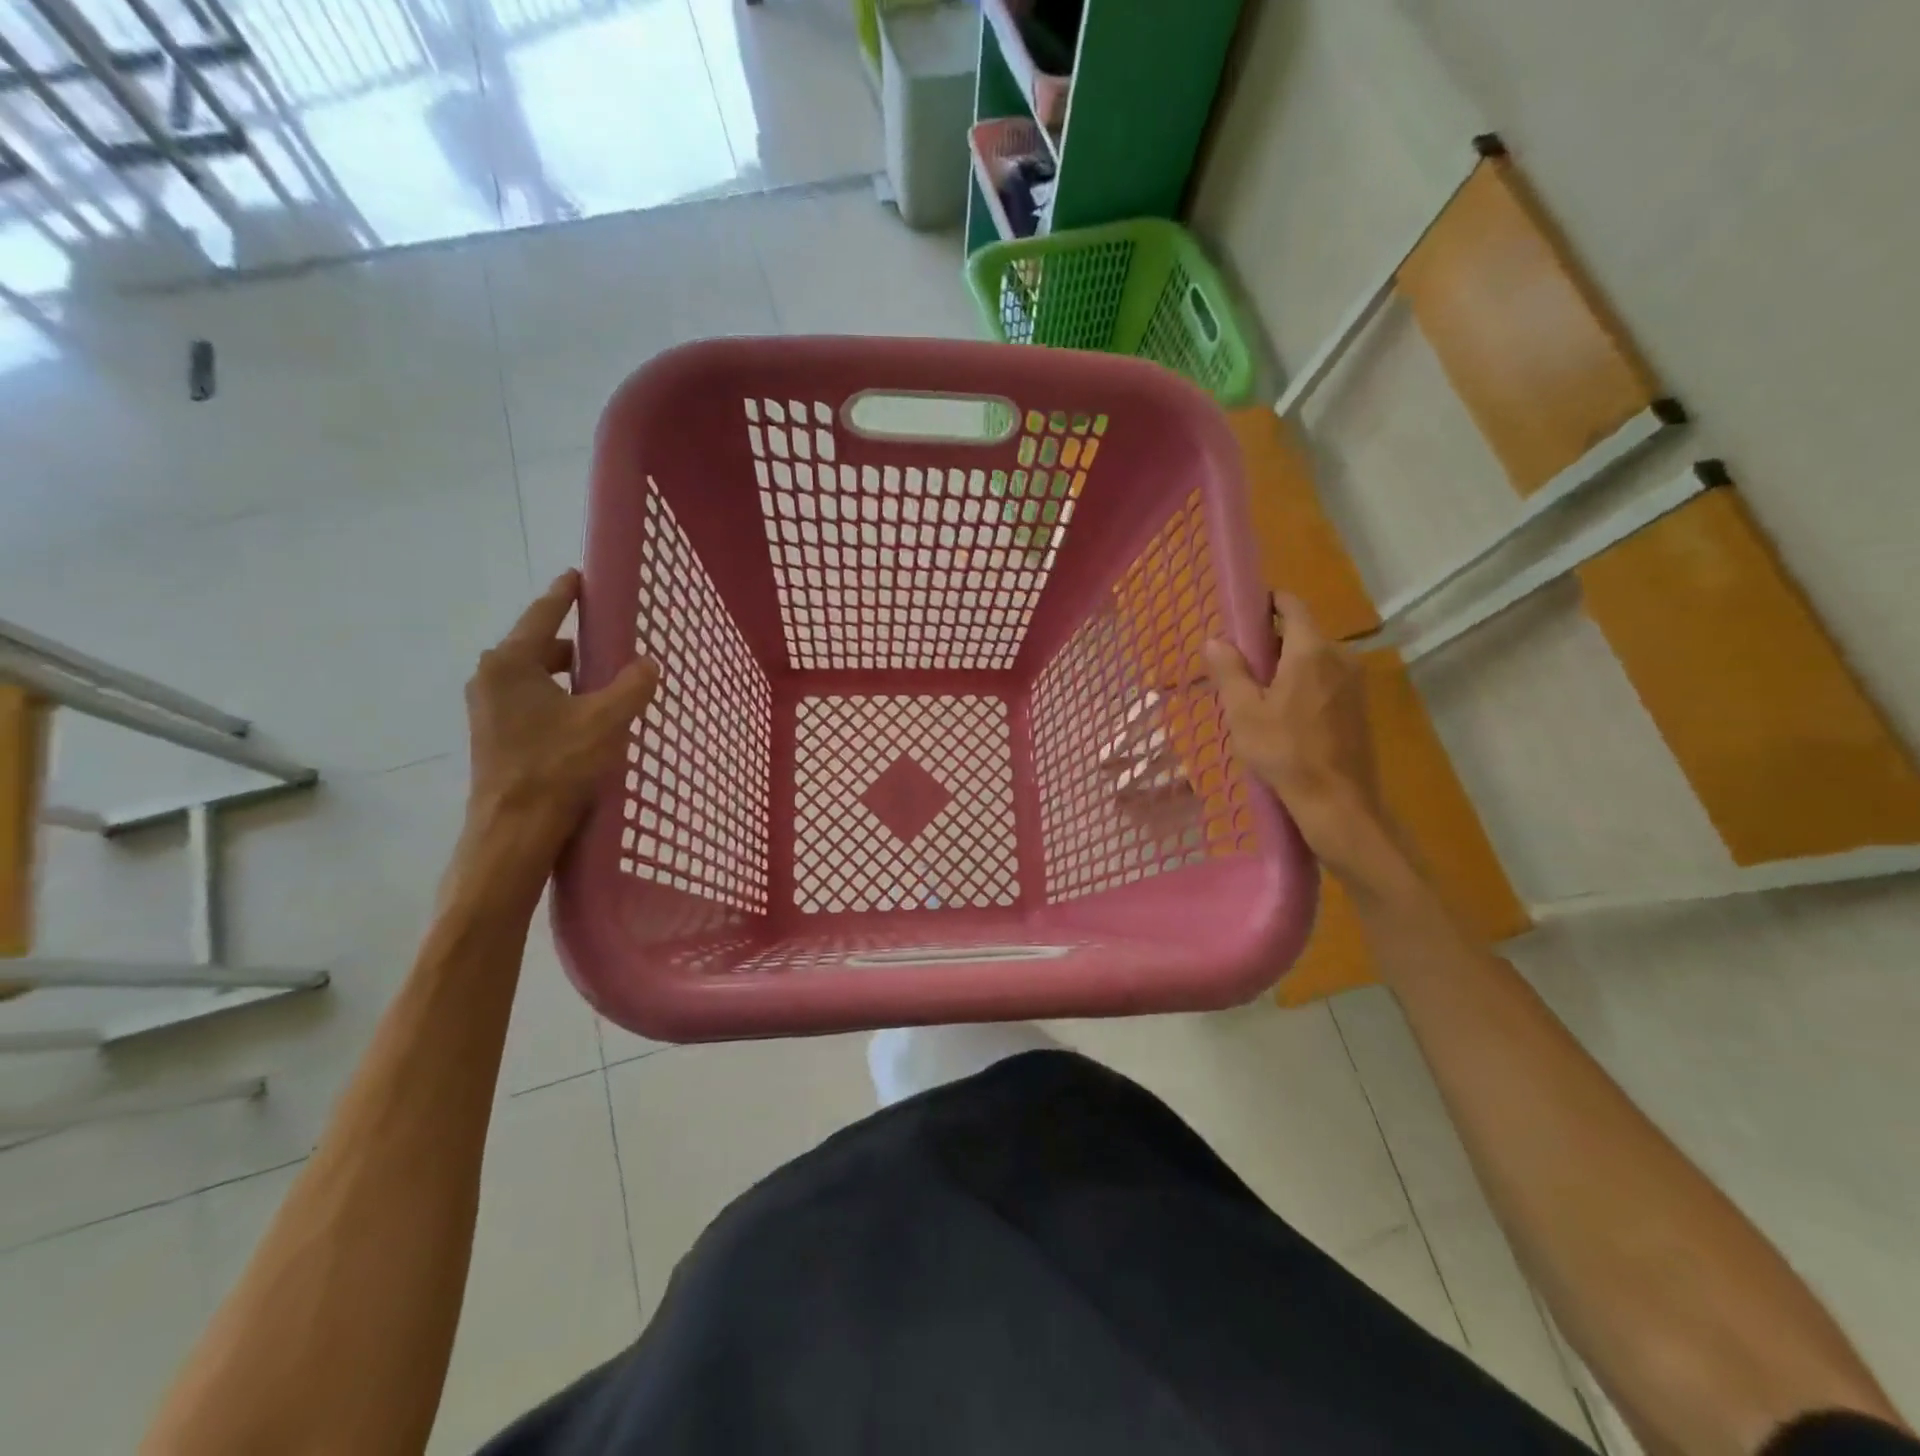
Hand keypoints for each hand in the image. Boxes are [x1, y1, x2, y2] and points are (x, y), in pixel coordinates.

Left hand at [459, 571, 659, 889]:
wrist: (514, 831)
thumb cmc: (557, 766)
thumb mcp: (606, 721)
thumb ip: (631, 686)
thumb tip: (647, 664)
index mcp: (511, 664)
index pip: (543, 616)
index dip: (565, 595)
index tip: (578, 576)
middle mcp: (491, 679)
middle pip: (539, 647)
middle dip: (575, 645)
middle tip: (610, 646)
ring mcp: (488, 709)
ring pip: (536, 678)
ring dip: (569, 677)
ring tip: (605, 688)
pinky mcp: (494, 736)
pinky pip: (531, 702)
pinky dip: (559, 700)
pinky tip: (586, 720)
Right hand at [1204, 594, 1390, 879]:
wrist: (1337, 801)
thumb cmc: (1284, 752)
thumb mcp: (1243, 712)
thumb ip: (1229, 671)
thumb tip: (1214, 640)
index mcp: (1310, 650)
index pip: (1292, 605)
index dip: (1267, 603)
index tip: (1243, 616)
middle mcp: (1340, 656)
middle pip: (1301, 634)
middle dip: (1271, 643)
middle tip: (1240, 670)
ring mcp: (1355, 682)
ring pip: (1314, 660)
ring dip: (1287, 668)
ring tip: (1258, 699)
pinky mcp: (1360, 706)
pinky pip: (1326, 681)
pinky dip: (1304, 687)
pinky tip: (1286, 718)